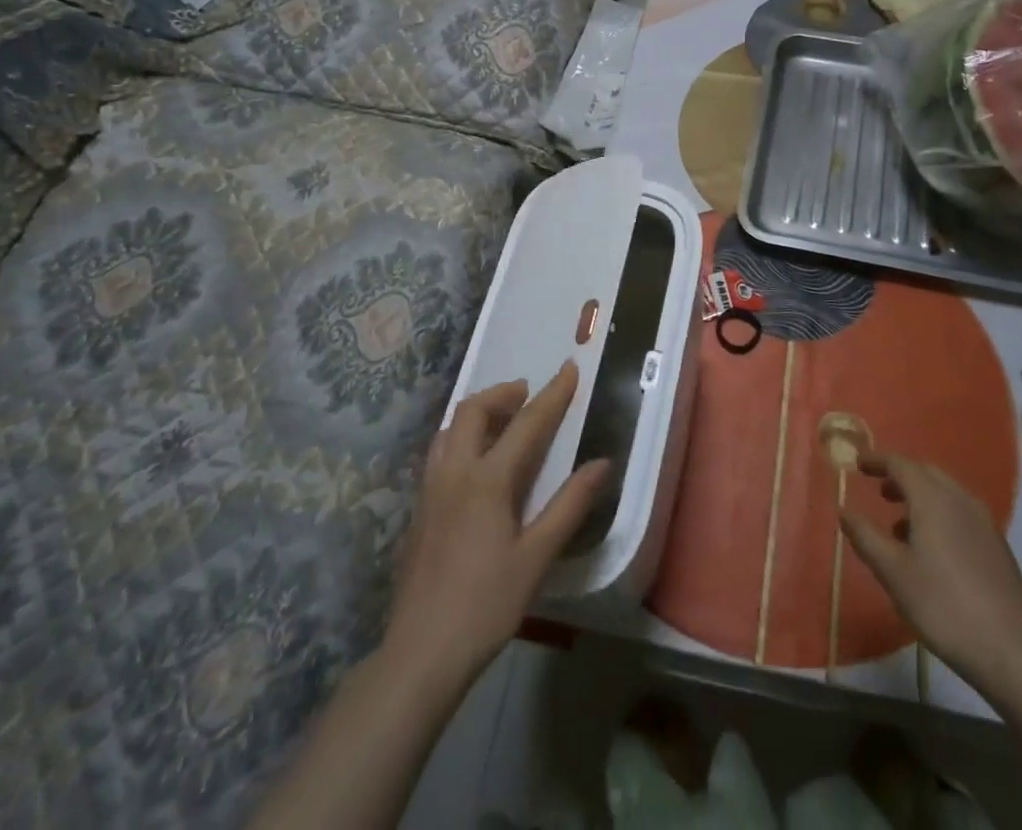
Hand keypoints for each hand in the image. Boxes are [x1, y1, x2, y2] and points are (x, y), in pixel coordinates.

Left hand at [383, 362, 608, 687]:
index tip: (569, 368)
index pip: (527, 423)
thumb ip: (569, 505)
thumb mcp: (537, 558)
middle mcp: (455, 472)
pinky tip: (475, 463)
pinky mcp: (419, 510)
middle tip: (527, 393)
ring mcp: (431, 490)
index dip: (552, 394)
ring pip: (450, 429)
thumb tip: (602, 463)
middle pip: (473, 410)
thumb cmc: (485, 605)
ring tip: (502, 420)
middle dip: (503, 393)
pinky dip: (461, 437)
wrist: (420, 653)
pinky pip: (439, 452)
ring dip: (478, 412)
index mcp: (487, 479)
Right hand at [840, 452, 1021, 692]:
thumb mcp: (892, 572)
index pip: (900, 464)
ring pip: (946, 492)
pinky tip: (934, 549)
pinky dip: (940, 514)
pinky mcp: (997, 545)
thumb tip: (844, 510)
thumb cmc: (942, 605)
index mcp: (932, 499)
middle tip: (879, 491)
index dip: (877, 461)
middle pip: (926, 472)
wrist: (1009, 650)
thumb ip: (865, 536)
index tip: (859, 465)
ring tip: (901, 526)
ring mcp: (983, 521)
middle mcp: (959, 499)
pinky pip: (962, 512)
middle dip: (900, 476)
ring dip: (921, 497)